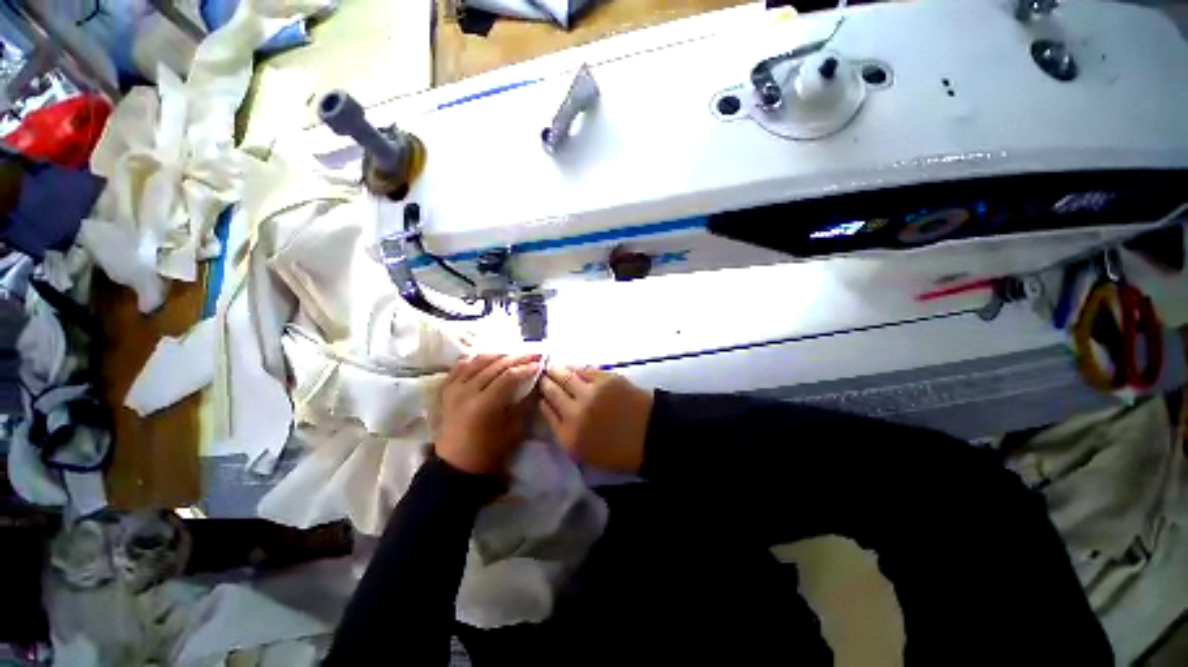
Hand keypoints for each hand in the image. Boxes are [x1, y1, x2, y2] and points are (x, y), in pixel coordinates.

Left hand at [436, 354, 539, 475]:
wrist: (455, 469)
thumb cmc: (489, 453)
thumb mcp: (513, 431)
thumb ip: (524, 404)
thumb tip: (535, 384)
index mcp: (484, 404)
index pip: (509, 376)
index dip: (526, 367)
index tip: (540, 363)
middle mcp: (467, 392)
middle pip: (494, 365)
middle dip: (517, 357)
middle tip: (533, 354)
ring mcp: (454, 390)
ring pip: (477, 362)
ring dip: (498, 355)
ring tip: (513, 355)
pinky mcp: (446, 392)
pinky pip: (459, 368)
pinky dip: (473, 360)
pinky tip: (485, 358)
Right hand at [539, 366, 653, 472]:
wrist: (651, 435)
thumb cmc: (619, 451)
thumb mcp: (586, 454)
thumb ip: (566, 433)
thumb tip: (554, 412)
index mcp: (569, 436)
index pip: (546, 412)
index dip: (541, 400)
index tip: (538, 394)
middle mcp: (574, 413)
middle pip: (551, 392)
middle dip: (544, 382)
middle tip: (541, 376)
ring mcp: (590, 393)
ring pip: (565, 376)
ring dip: (556, 371)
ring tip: (552, 367)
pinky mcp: (605, 379)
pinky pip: (584, 370)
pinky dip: (575, 368)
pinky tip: (572, 367)